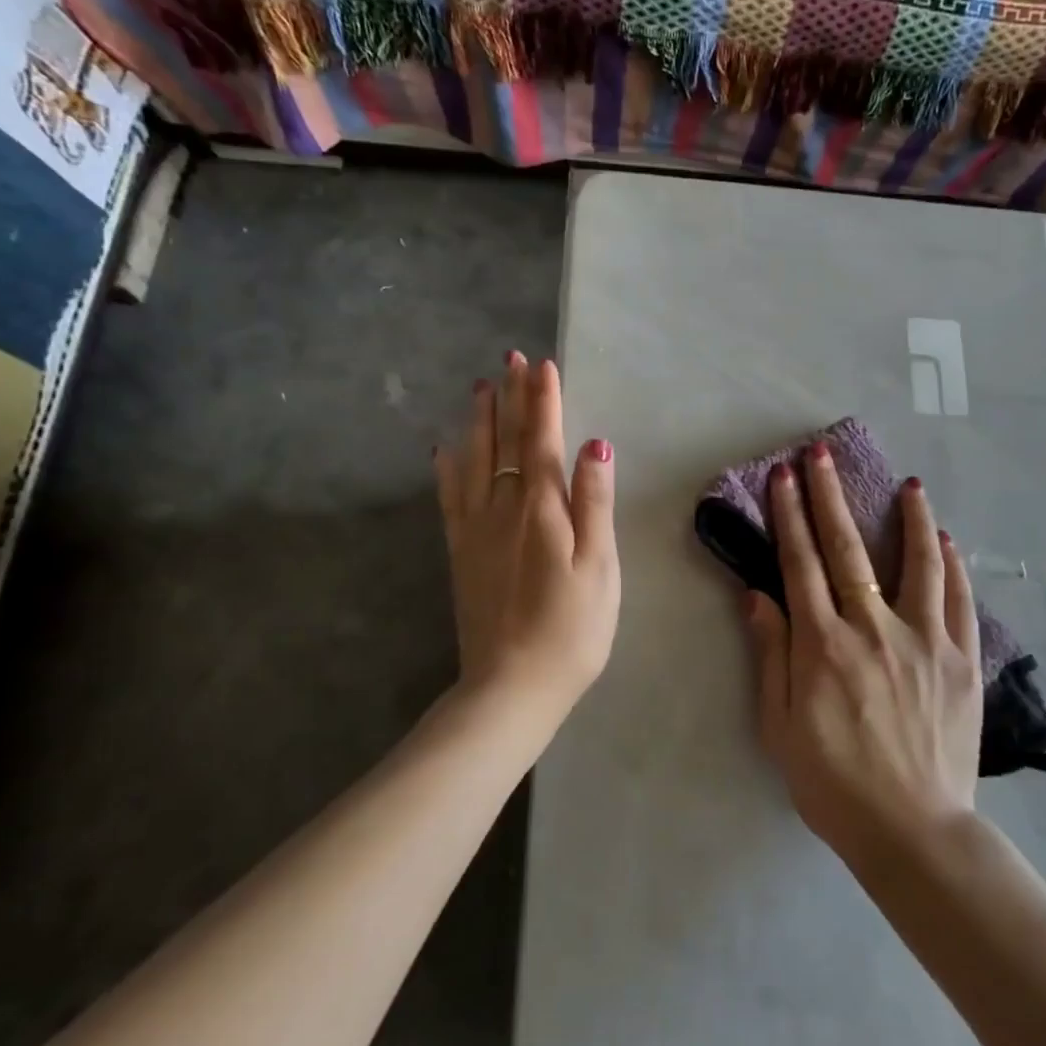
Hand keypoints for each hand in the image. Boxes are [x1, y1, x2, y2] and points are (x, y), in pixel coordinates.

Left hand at [434, 354, 619, 716]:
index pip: (541, 439)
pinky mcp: (460, 553)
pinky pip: (449, 497)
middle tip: (509, 359)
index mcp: (542, 508)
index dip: (543, 400)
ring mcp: (475, 529)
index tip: (542, 365)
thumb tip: (595, 444)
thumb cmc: (571, 629)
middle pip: (505, 440)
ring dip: (479, 420)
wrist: (511, 687)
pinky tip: (444, 449)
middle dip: (510, 397)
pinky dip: (448, 467)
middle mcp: (503, 507)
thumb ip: (594, 503)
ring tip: (480, 387)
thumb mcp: (600, 567)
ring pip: (475, 460)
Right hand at [742, 442, 982, 866]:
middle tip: (821, 454)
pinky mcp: (962, 661)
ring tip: (909, 484)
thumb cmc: (834, 783)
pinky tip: (947, 540)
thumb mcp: (781, 727)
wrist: (914, 833)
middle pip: (848, 549)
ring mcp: (924, 641)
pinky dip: (952, 566)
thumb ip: (772, 655)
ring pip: (917, 564)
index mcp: (824, 646)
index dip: (789, 515)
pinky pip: (958, 601)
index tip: (784, 476)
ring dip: (910, 518)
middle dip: (830, 496)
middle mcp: (873, 630)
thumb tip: (757, 595)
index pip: (801, 563)